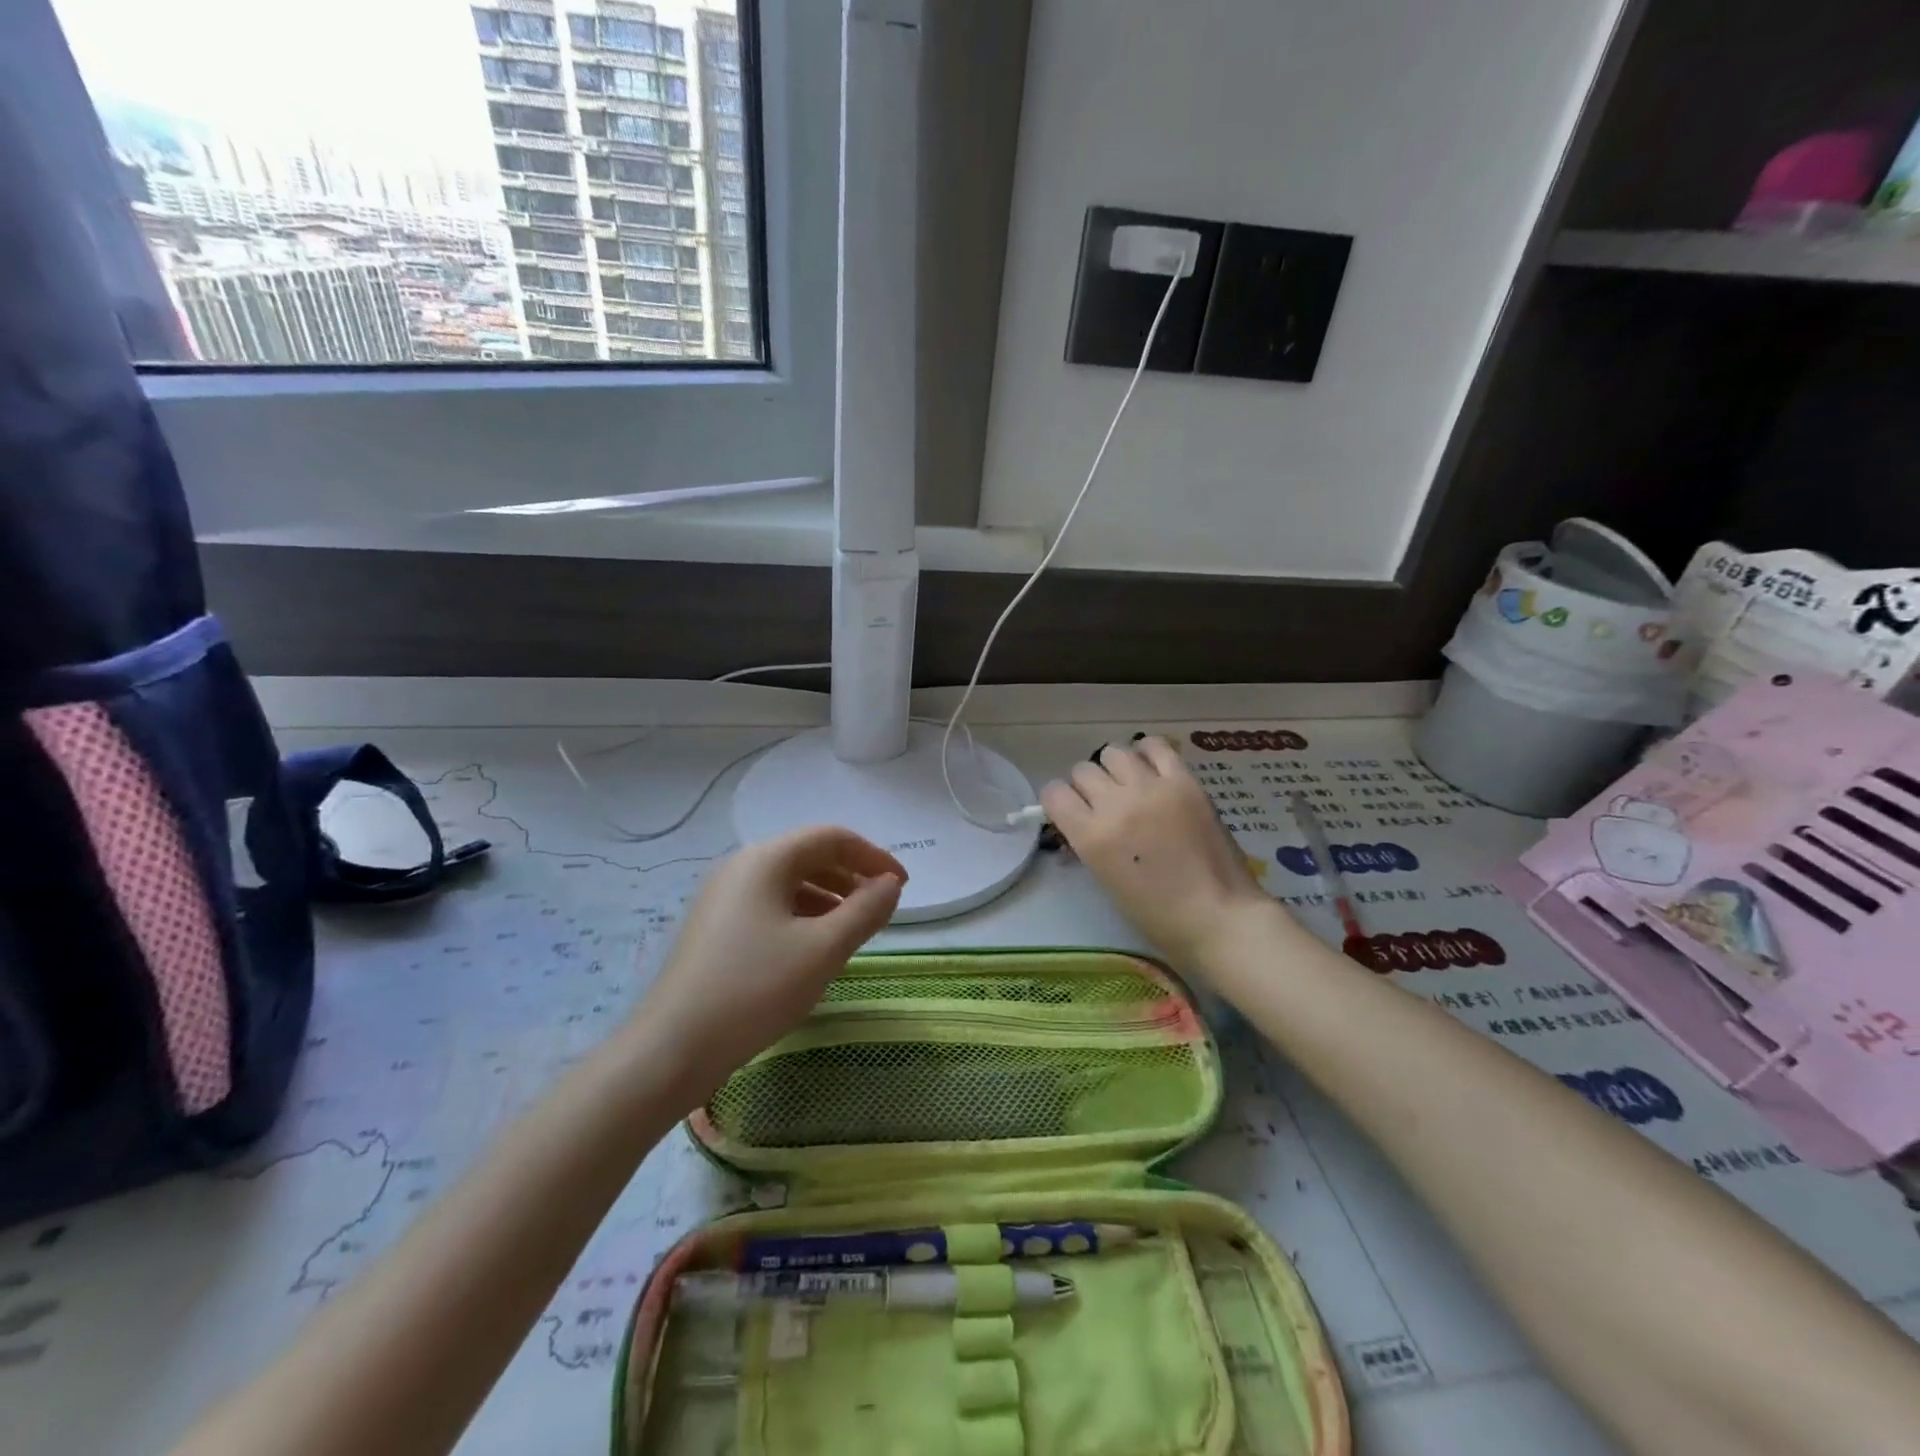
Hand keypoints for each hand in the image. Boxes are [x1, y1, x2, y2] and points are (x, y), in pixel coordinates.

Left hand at [636, 826, 905, 1101]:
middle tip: (881, 907)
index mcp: (765, 860)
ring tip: (854, 928)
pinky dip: (802, 914)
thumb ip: (865, 911)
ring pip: (789, 882)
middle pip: (808, 855)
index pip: (831, 838)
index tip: (903, 886)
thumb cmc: (754, 990)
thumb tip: (891, 884)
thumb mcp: (823, 950)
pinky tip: (814, 946)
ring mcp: (722, 897)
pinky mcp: (714, 927)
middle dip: (851, 876)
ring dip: (829, 896)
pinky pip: (770, 904)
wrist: (671, 1049)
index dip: (873, 857)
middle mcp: (741, 867)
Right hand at [1041, 738, 1276, 965]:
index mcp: (1092, 836)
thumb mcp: (1107, 881)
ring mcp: (1151, 788)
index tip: (1070, 812)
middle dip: (1087, 787)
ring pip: (1113, 752)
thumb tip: (1082, 824)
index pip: (1054, 793)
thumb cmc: (1158, 915)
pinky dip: (1147, 753)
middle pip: (1083, 771)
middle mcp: (1116, 804)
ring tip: (1129, 785)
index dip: (1059, 802)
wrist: (1218, 916)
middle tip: (1104, 805)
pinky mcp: (1184, 781)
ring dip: (1114, 769)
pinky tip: (1151, 770)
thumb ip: (1089, 844)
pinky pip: (1155, 746)